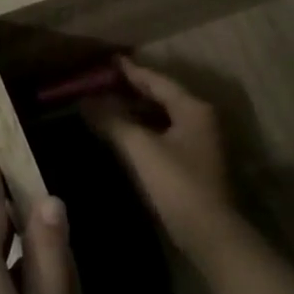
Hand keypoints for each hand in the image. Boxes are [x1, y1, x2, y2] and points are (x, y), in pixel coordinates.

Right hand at [83, 59, 233, 242]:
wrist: (208, 232)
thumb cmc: (176, 184)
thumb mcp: (140, 149)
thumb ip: (113, 121)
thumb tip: (84, 101)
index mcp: (193, 108)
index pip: (158, 81)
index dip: (131, 71)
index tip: (110, 61)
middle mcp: (200, 119)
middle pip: (162, 97)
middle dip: (132, 90)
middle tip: (103, 83)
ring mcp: (199, 142)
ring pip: (163, 117)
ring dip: (136, 111)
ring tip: (107, 106)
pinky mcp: (193, 163)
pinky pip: (164, 135)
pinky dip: (143, 130)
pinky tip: (124, 136)